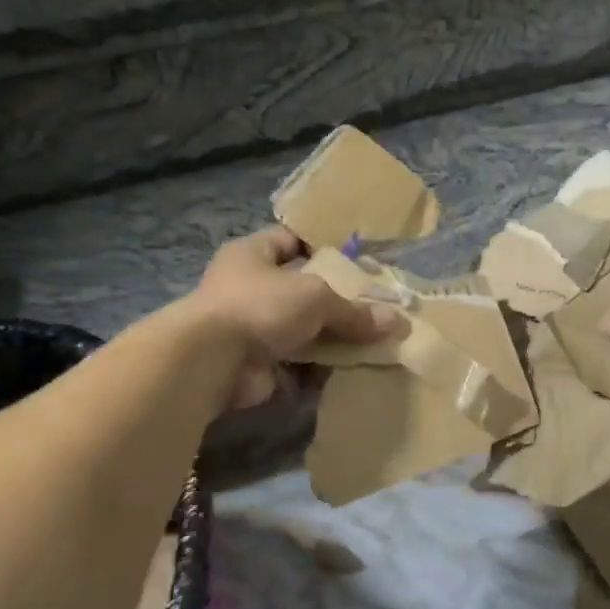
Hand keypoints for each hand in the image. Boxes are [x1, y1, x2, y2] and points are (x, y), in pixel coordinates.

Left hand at [187, 227, 399, 408]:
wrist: (212, 362)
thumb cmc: (260, 306)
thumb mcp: (316, 297)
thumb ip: (354, 310)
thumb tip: (397, 323)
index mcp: (253, 254)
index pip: (291, 240)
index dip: (322, 246)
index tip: (358, 258)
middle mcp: (248, 287)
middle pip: (301, 289)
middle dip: (335, 301)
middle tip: (375, 306)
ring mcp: (250, 327)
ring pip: (301, 329)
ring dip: (330, 337)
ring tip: (373, 340)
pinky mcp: (256, 364)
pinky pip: (296, 362)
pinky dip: (319, 366)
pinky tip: (352, 367)